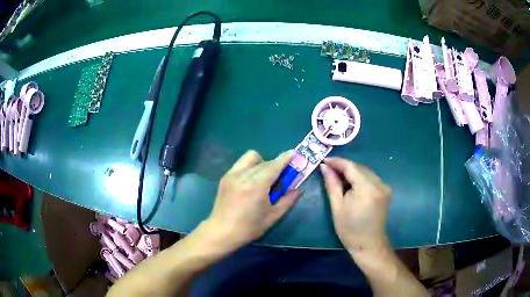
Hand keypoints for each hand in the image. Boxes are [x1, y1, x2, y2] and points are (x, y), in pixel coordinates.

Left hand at [205, 150, 300, 248]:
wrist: (221, 231)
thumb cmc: (249, 227)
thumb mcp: (272, 216)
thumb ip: (287, 200)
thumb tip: (298, 189)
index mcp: (257, 185)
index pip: (274, 165)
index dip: (285, 158)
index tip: (294, 153)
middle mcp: (244, 175)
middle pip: (265, 162)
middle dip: (276, 165)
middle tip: (281, 177)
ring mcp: (232, 174)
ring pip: (251, 158)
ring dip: (261, 162)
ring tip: (264, 178)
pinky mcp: (225, 177)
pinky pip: (241, 164)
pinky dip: (250, 167)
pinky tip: (250, 181)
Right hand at [320, 157, 391, 253]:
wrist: (368, 244)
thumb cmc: (349, 229)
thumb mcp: (337, 207)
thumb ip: (331, 184)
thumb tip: (324, 166)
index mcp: (367, 189)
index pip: (351, 166)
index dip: (337, 162)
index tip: (324, 161)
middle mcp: (379, 184)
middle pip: (359, 167)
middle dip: (344, 167)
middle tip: (329, 170)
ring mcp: (385, 187)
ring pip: (366, 171)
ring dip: (352, 172)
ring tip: (339, 178)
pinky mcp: (386, 190)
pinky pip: (371, 178)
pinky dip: (361, 177)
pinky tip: (352, 185)